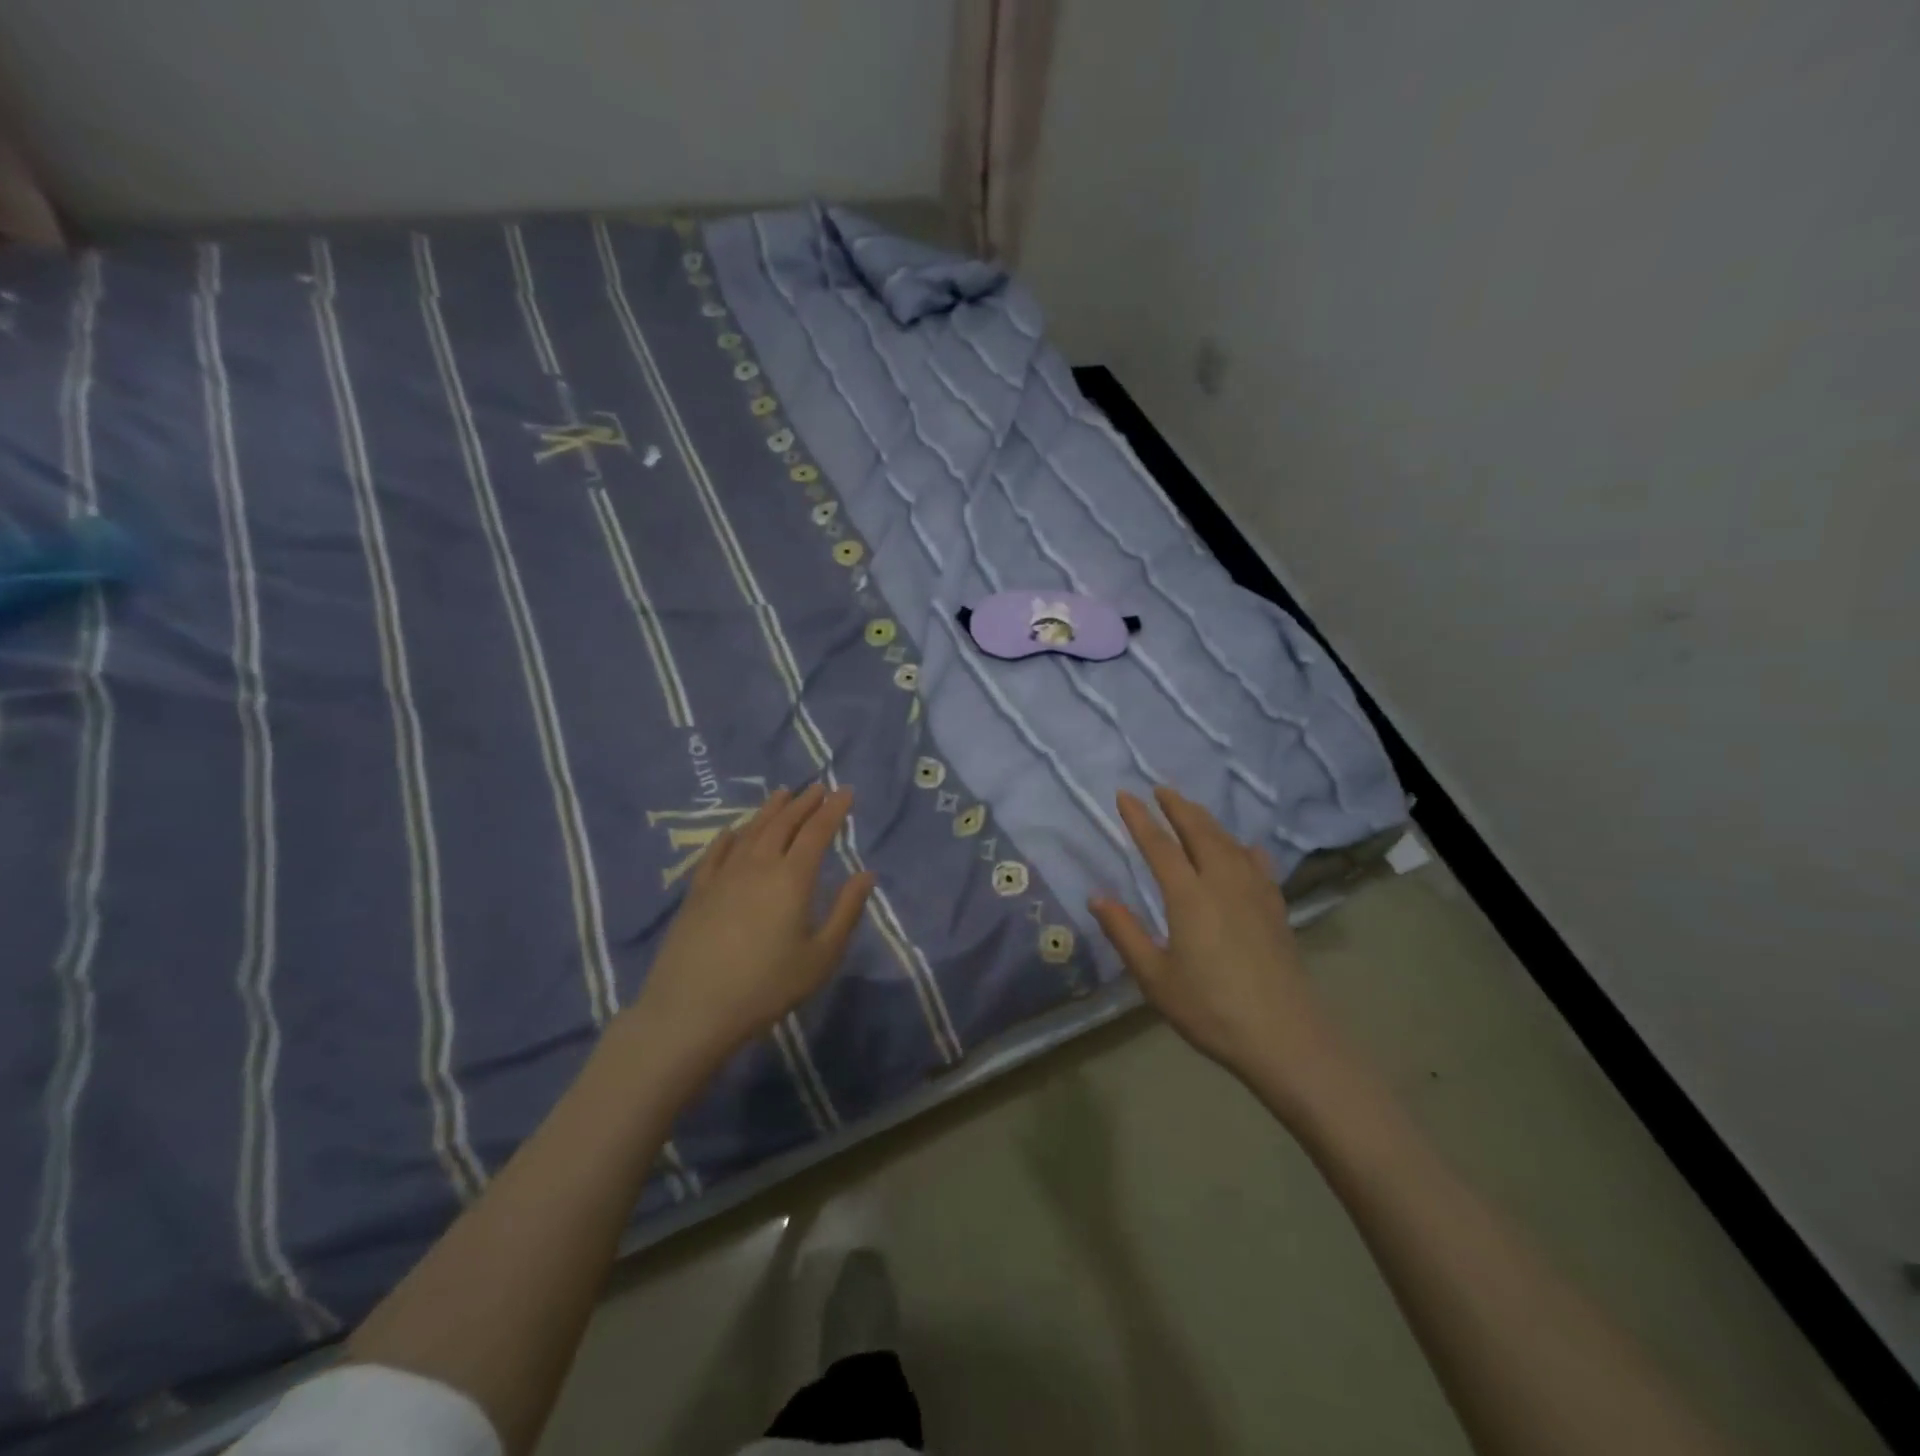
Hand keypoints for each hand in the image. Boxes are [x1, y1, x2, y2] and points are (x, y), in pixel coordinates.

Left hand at [622, 784, 874, 1085]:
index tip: (845, 791)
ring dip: (770, 810)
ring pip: (751, 831)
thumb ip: (846, 911)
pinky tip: (733, 831)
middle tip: (818, 788)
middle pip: (784, 824)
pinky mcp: (697, 891)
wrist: (692, 1009)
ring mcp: (723, 875)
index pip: (817, 832)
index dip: (833, 810)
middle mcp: (758, 865)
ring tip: (783, 794)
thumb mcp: (821, 956)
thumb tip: (866, 874)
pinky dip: (729, 836)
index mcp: (792, 878)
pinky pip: (716, 853)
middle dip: (804, 803)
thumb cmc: (767, 986)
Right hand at [1090, 788, 1344, 1103]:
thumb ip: (1125, 933)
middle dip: (1177, 806)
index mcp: (1189, 896)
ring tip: (1192, 810)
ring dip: (1207, 820)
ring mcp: (1255, 893)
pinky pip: (1257, 863)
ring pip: (1228, 842)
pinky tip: (1244, 849)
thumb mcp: (1154, 977)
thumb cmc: (1210, 1009)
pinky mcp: (1275, 908)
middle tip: (1160, 788)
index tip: (1124, 795)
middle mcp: (1223, 882)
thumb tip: (1096, 897)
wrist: (1284, 1036)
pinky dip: (1243, 848)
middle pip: (1199, 831)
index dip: (1140, 819)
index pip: (1159, 845)